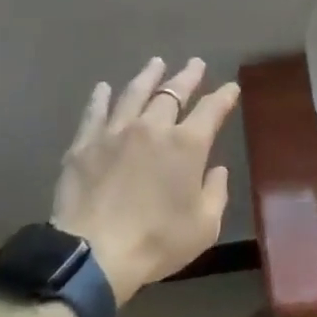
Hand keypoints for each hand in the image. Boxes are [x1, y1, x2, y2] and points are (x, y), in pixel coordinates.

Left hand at [50, 58, 240, 305]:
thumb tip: (217, 170)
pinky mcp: (85, 143)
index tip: (231, 88)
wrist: (94, 253)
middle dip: (187, 77)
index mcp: (187, 144)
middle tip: (195, 64)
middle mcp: (153, 127)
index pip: (212, 110)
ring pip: (135, 93)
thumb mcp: (204, 227)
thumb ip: (216, 193)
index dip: (224, 96)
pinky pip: (95, 112)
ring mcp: (116, 131)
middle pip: (173, 92)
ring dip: (148, 76)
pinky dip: (101, 97)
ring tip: (156, 63)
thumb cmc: (156, 242)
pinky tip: (103, 88)